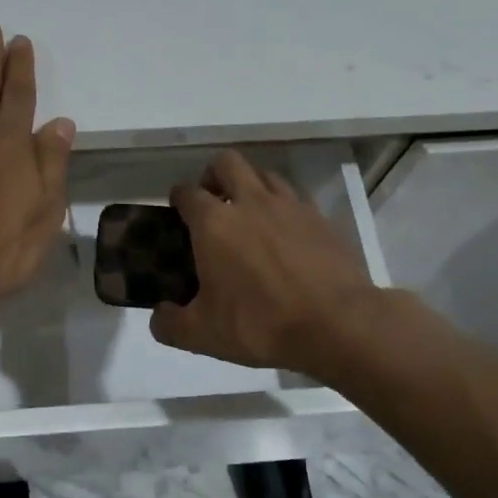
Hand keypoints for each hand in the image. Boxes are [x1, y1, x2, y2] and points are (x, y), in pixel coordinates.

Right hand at [150, 150, 380, 376]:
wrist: (337, 325)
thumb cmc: (260, 324)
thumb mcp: (203, 335)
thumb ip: (171, 324)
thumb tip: (159, 317)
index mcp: (214, 223)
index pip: (187, 192)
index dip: (178, 199)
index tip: (177, 213)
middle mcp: (250, 202)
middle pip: (226, 163)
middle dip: (214, 176)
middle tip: (213, 203)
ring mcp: (290, 206)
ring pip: (264, 174)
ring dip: (251, 187)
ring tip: (250, 216)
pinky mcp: (321, 219)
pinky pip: (296, 199)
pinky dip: (284, 209)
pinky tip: (286, 236)